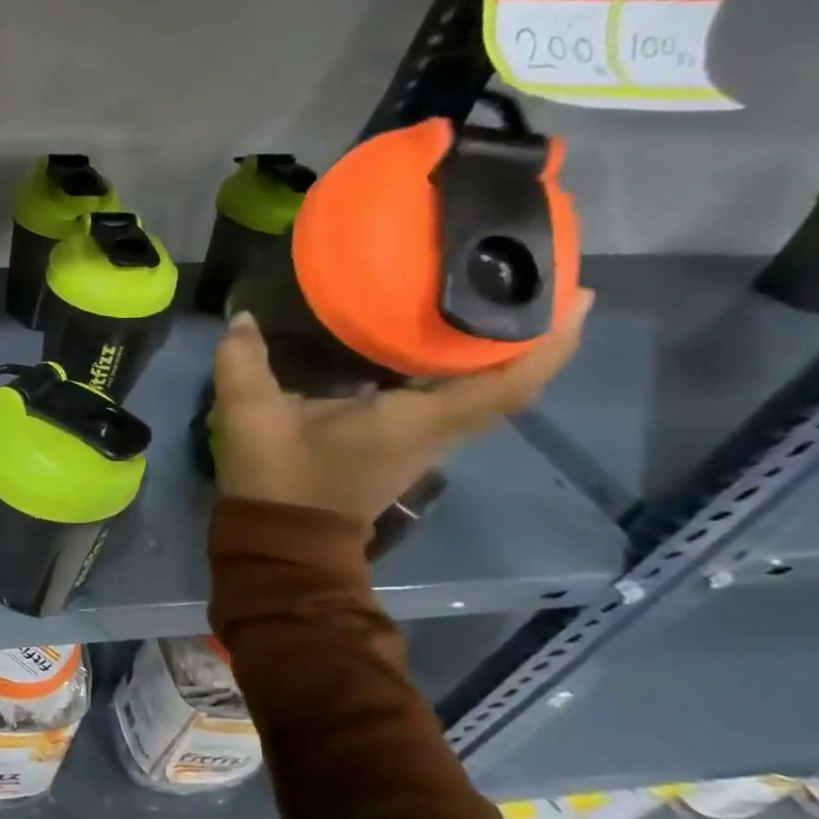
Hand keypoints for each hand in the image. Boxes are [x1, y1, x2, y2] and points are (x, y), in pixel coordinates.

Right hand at [210, 290, 593, 525]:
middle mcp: (434, 432)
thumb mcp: (250, 415)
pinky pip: (452, 400)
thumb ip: (243, 361)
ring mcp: (421, 443)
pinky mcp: (402, 446)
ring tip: (487, 299)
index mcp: (413, 422)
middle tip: (532, 277)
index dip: (547, 342)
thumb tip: (243, 318)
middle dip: (533, 334)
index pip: (507, 385)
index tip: (575, 295)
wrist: (282, 541)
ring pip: (483, 393)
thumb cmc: (279, 479)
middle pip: (509, 384)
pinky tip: (429, 341)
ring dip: (498, 352)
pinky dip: (461, 369)